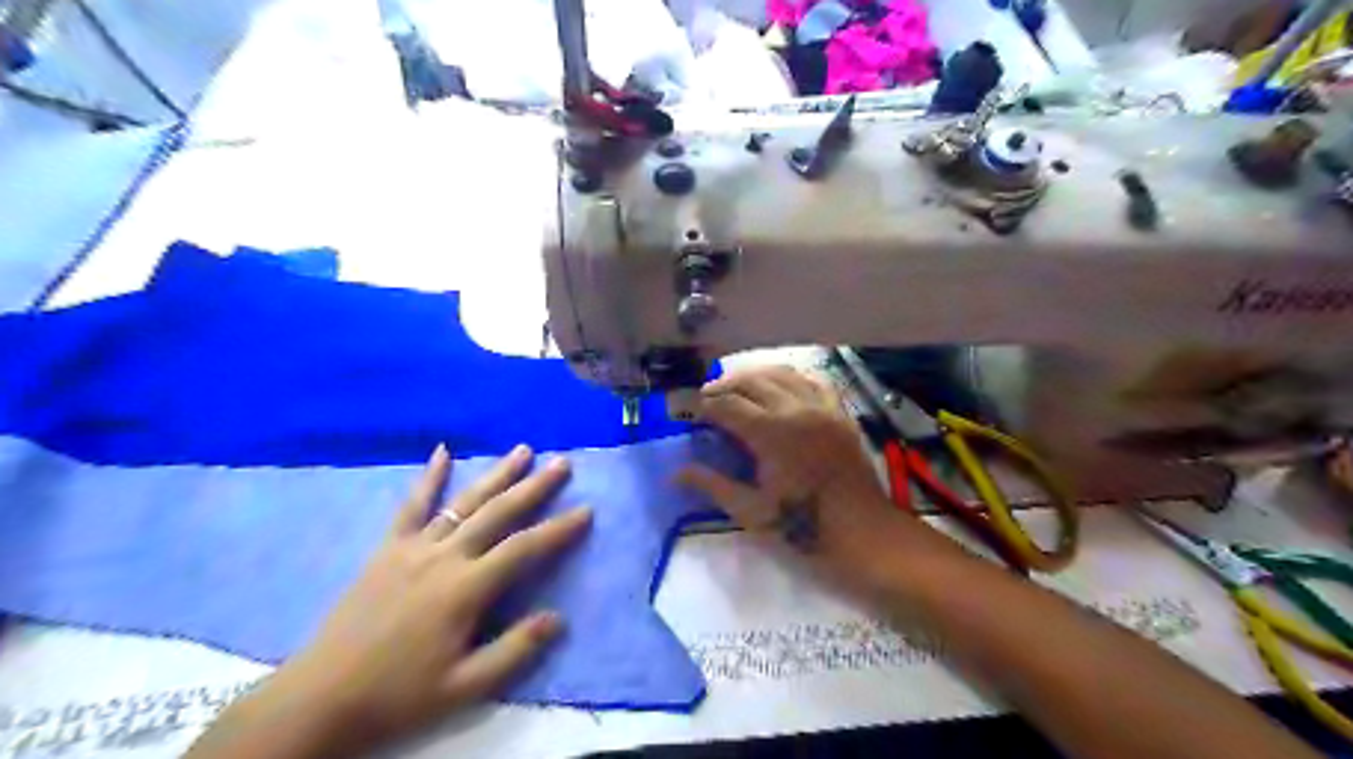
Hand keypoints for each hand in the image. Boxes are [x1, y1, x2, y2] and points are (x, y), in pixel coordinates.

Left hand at [247, 446, 592, 753]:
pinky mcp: (388, 549)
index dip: (558, 529)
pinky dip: (429, 477)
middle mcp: (444, 557)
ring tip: (523, 450)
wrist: (321, 698)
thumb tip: (558, 618)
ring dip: (496, 474)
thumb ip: (514, 651)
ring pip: (464, 502)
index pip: (523, 549)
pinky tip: (442, 451)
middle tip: (562, 463)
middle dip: (534, 486)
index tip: (586, 510)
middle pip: (498, 513)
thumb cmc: (398, 695)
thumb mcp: (463, 688)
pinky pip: (412, 506)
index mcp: (465, 588)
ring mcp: (414, 548)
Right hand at [682, 365, 912, 574]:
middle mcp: (795, 409)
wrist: (862, 532)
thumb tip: (675, 472)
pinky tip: (782, 387)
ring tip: (739, 388)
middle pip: (751, 381)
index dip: (704, 405)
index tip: (691, 411)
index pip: (727, 404)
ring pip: (782, 373)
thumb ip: (712, 485)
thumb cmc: (803, 525)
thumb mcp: (750, 511)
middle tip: (709, 399)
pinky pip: (814, 380)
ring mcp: (821, 407)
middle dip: (724, 386)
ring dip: (755, 376)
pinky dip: (792, 378)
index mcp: (770, 432)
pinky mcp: (840, 412)